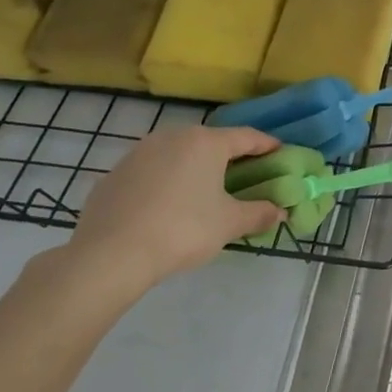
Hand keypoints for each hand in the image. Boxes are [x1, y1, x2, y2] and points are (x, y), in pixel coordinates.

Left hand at [61, 126, 285, 297]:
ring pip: (178, 154)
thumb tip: (279, 212)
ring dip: (195, 167)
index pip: (246, 137)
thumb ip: (259, 213)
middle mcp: (171, 137)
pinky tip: (168, 205)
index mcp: (205, 143)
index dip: (267, 145)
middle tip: (246, 174)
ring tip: (205, 190)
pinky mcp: (114, 174)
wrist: (110, 254)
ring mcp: (138, 153)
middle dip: (230, 156)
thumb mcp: (230, 224)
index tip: (281, 152)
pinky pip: (152, 171)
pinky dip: (167, 181)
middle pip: (210, 142)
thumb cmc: (183, 229)